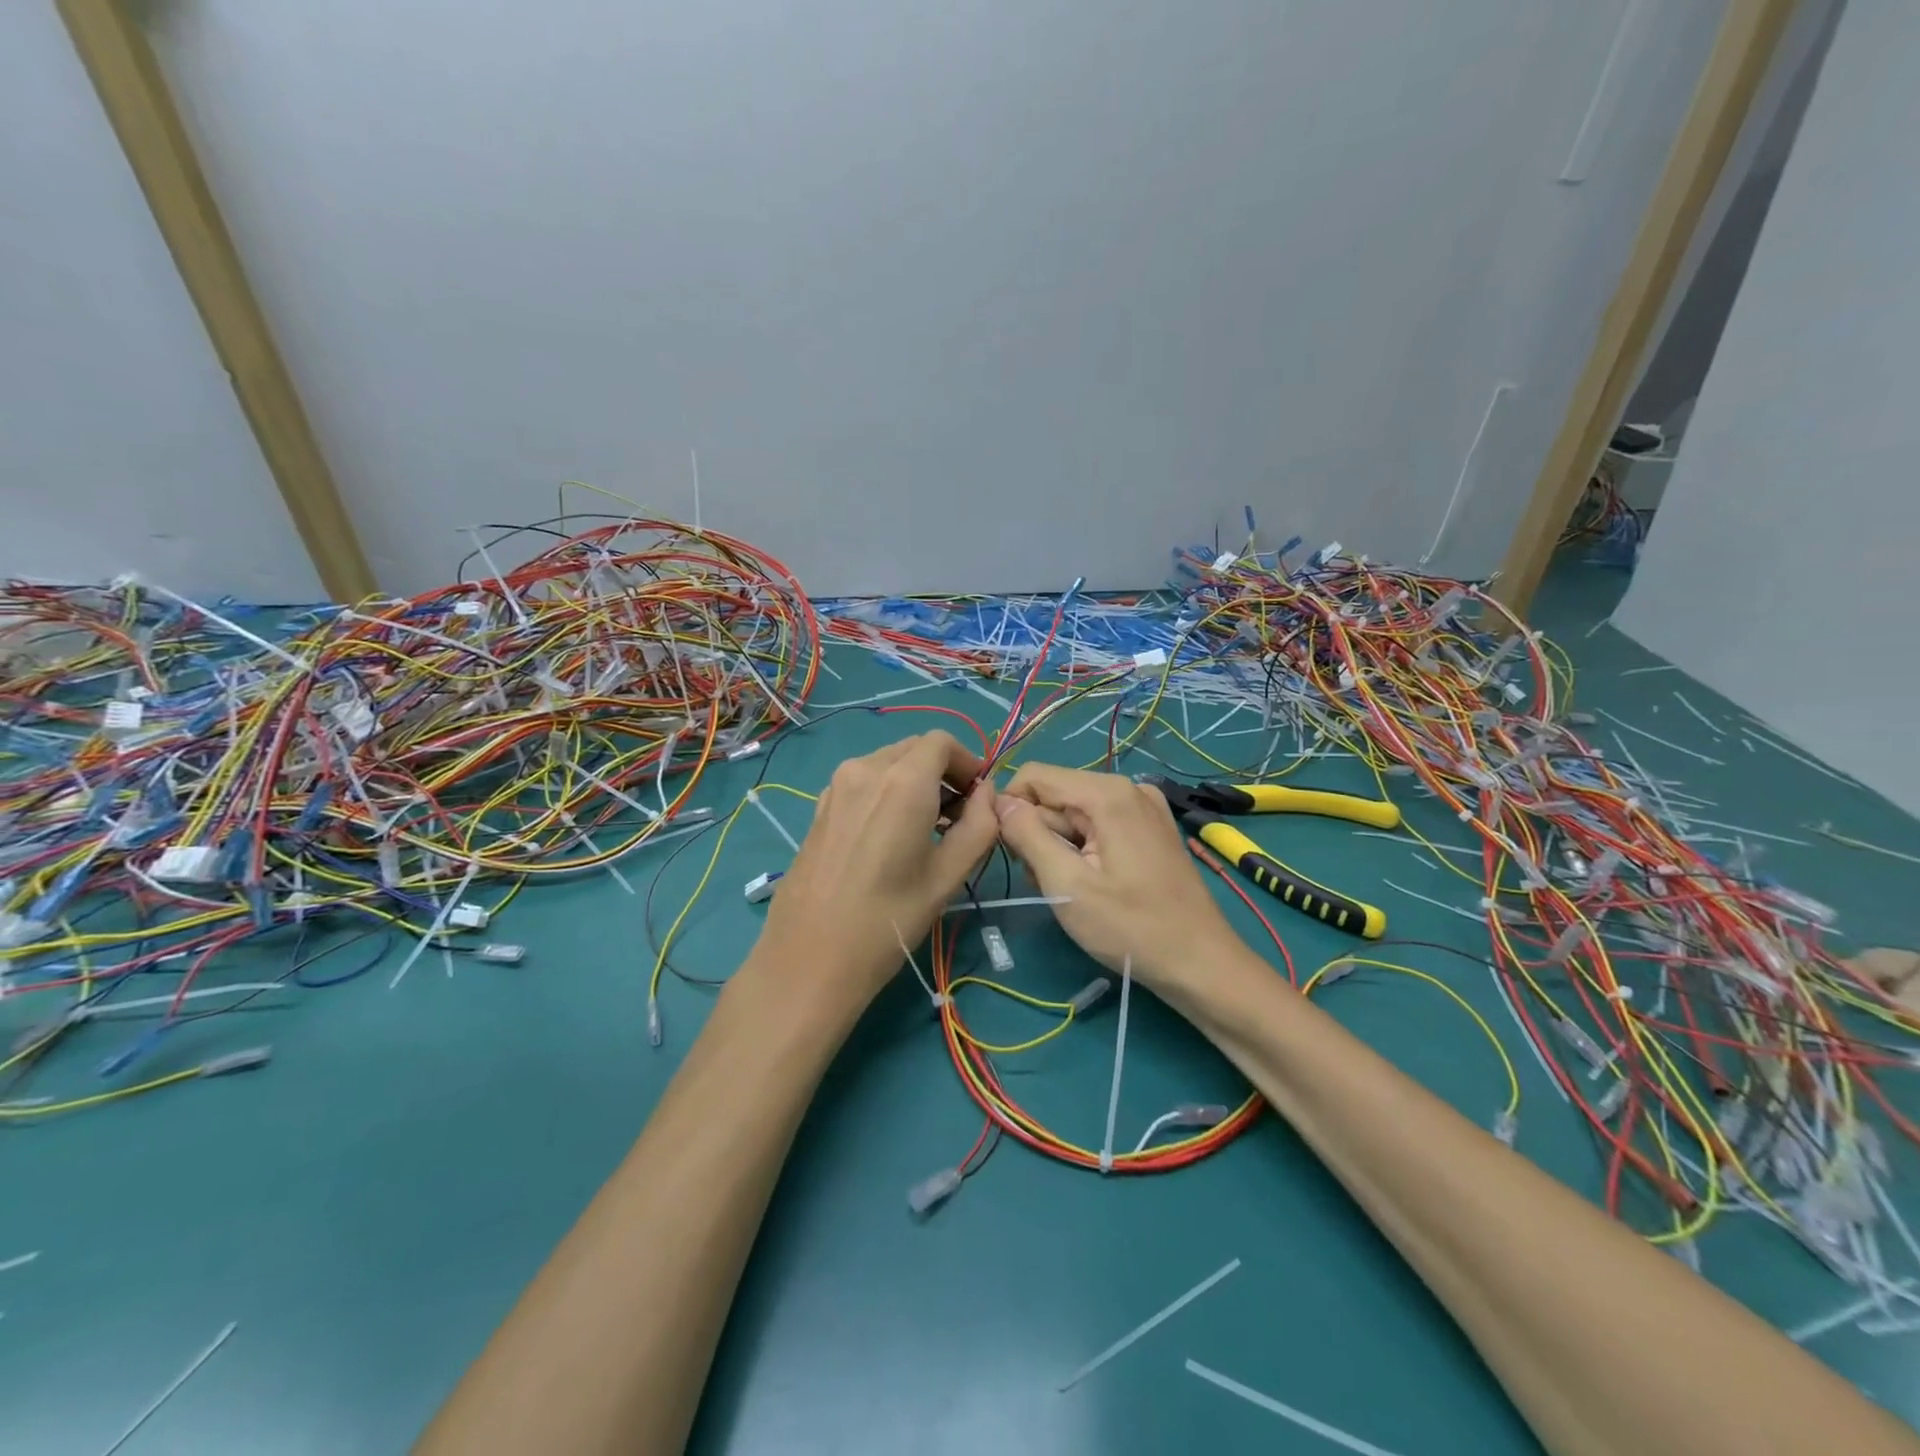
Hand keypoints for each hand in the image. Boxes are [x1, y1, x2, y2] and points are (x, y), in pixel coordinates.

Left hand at [756, 731, 997, 1013]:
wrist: (809, 957)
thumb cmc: (888, 919)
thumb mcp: (948, 876)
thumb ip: (980, 825)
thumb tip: (988, 793)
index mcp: (902, 781)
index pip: (942, 742)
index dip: (968, 762)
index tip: (978, 798)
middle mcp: (866, 769)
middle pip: (914, 749)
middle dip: (943, 771)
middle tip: (958, 816)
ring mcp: (836, 785)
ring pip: (887, 762)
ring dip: (915, 781)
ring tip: (926, 829)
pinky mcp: (820, 806)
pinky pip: (863, 781)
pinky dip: (886, 791)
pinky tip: (890, 836)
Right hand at [994, 764, 1245, 992]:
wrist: (1200, 964)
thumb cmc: (1130, 928)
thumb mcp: (1066, 884)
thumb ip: (1027, 835)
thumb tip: (999, 801)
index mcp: (1107, 792)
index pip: (1034, 776)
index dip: (1010, 809)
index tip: (1009, 853)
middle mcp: (1126, 787)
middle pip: (1055, 796)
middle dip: (1038, 835)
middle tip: (1048, 883)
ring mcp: (1142, 807)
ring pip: (1073, 814)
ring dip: (1058, 849)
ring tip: (1071, 891)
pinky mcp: (1149, 829)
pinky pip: (1097, 825)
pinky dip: (1082, 851)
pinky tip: (1090, 885)